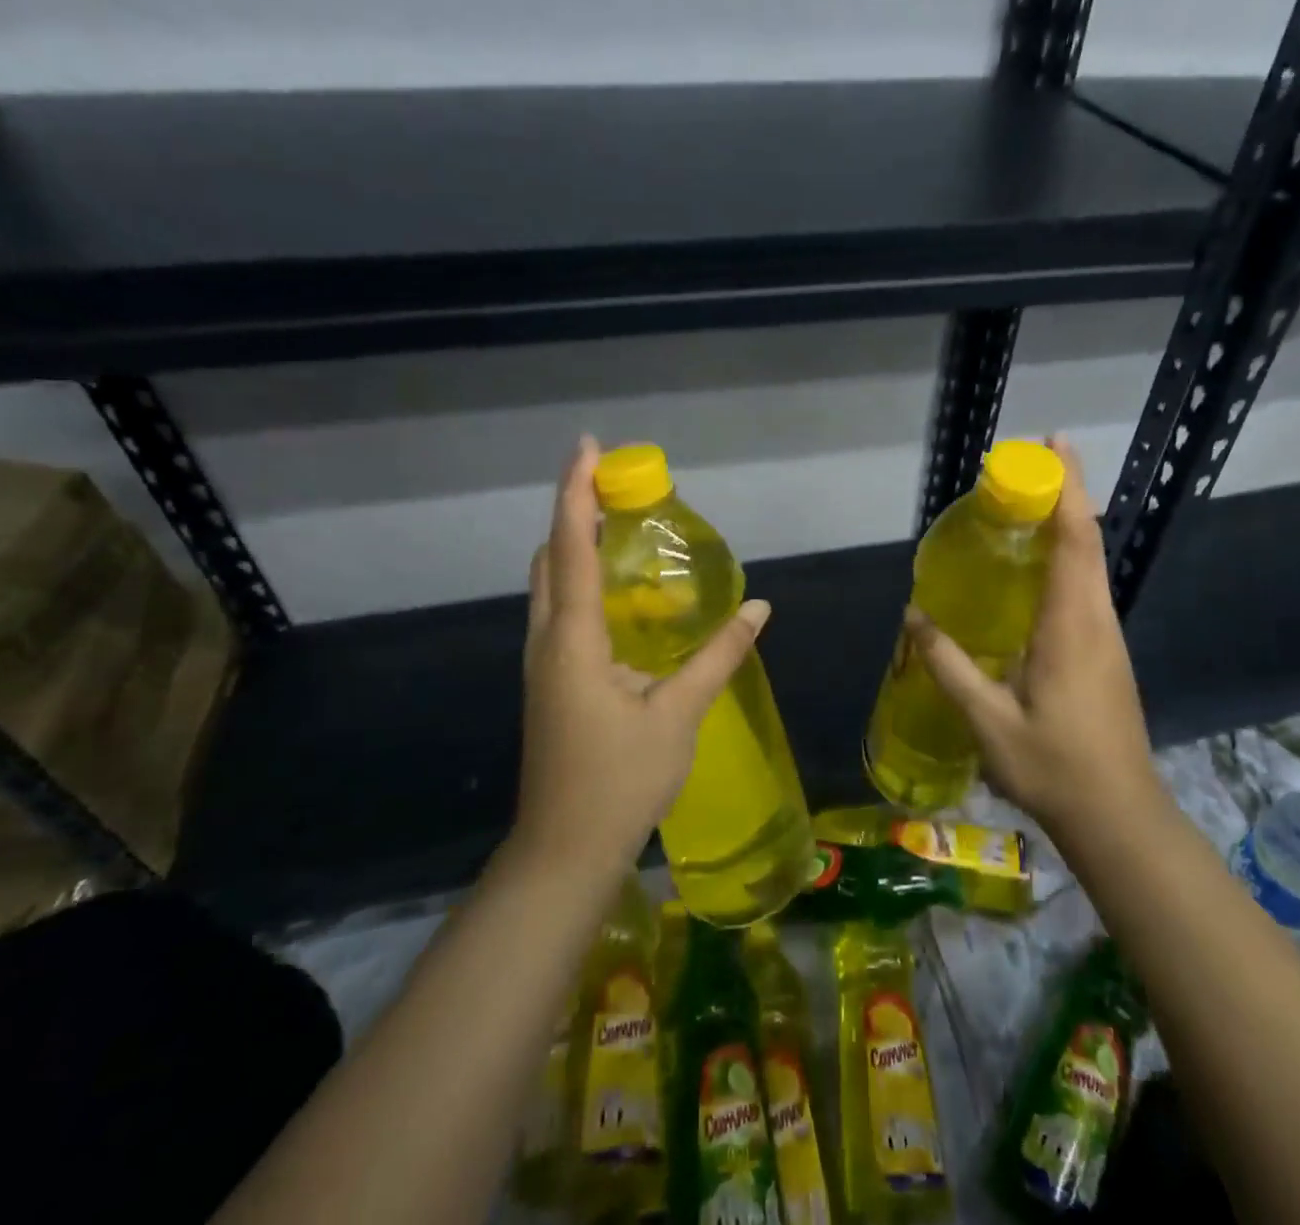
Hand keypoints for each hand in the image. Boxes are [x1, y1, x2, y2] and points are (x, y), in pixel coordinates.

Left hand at [512, 436, 771, 877]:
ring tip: (617, 524)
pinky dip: (580, 580)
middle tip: (615, 484)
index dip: (576, 492)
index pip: (571, 547)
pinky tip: (618, 593)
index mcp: (573, 640)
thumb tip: (758, 610)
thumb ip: (718, 656)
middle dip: (574, 510)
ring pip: (550, 584)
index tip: (588, 446)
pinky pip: (560, 610)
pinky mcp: (549, 681)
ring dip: (575, 545)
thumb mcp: (678, 715)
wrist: (565, 852)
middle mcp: (547, 640)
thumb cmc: (620, 781)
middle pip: (551, 556)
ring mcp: (542, 663)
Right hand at [904, 435, 1161, 845]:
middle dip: (1066, 493)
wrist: (1118, 816)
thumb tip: (913, 617)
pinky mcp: (1106, 653)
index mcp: (1072, 625)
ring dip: (1066, 525)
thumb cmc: (1053, 766)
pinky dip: (1066, 559)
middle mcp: (1097, 619)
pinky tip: (1035, 572)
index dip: (1067, 487)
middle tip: (1029, 464)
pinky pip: (1086, 589)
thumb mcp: (988, 719)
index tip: (1053, 445)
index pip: (1075, 539)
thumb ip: (949, 664)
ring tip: (1026, 505)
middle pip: (1087, 540)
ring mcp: (1107, 637)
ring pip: (1091, 564)